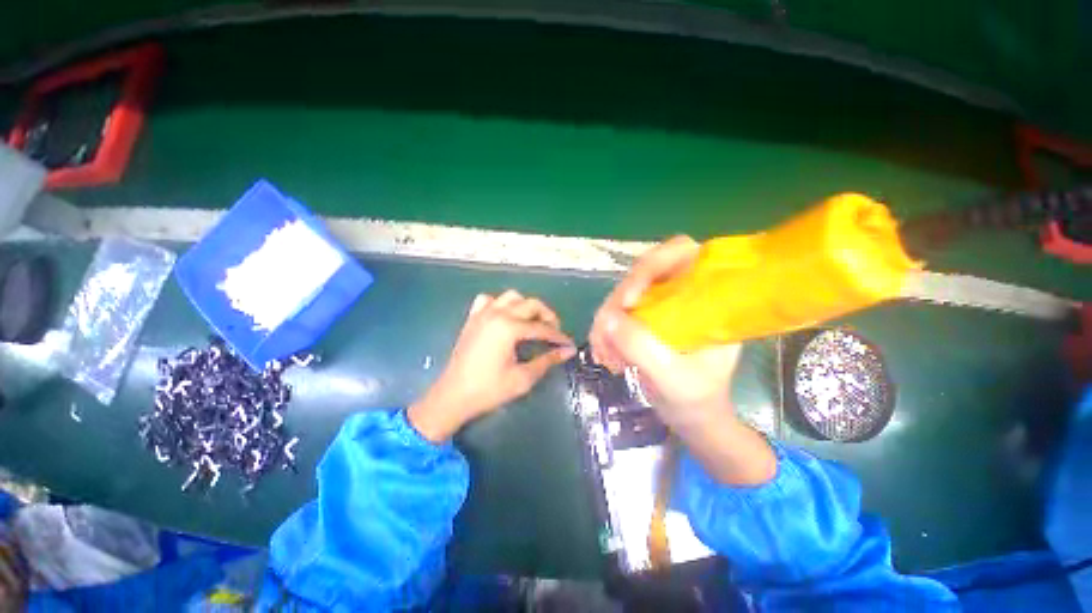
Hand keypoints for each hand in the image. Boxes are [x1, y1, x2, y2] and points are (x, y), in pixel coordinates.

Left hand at [409, 291, 575, 442]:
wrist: (453, 396)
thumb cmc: (489, 390)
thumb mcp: (523, 377)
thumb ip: (548, 360)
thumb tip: (568, 351)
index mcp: (509, 328)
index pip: (542, 328)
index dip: (558, 337)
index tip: (568, 344)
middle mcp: (497, 314)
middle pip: (531, 304)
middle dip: (547, 316)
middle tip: (554, 333)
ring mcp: (483, 313)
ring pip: (512, 297)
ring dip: (526, 306)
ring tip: (532, 322)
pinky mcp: (473, 318)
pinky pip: (489, 300)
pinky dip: (500, 304)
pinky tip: (505, 317)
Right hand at [590, 236, 775, 484]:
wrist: (691, 416)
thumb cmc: (696, 399)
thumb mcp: (674, 378)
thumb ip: (643, 348)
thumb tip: (607, 319)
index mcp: (708, 297)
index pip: (682, 253)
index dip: (653, 265)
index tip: (631, 300)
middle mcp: (682, 292)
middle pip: (642, 273)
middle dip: (619, 302)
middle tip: (607, 333)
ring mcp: (660, 303)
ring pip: (622, 293)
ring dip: (607, 322)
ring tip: (606, 356)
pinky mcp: (642, 317)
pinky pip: (614, 312)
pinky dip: (603, 332)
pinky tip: (606, 357)